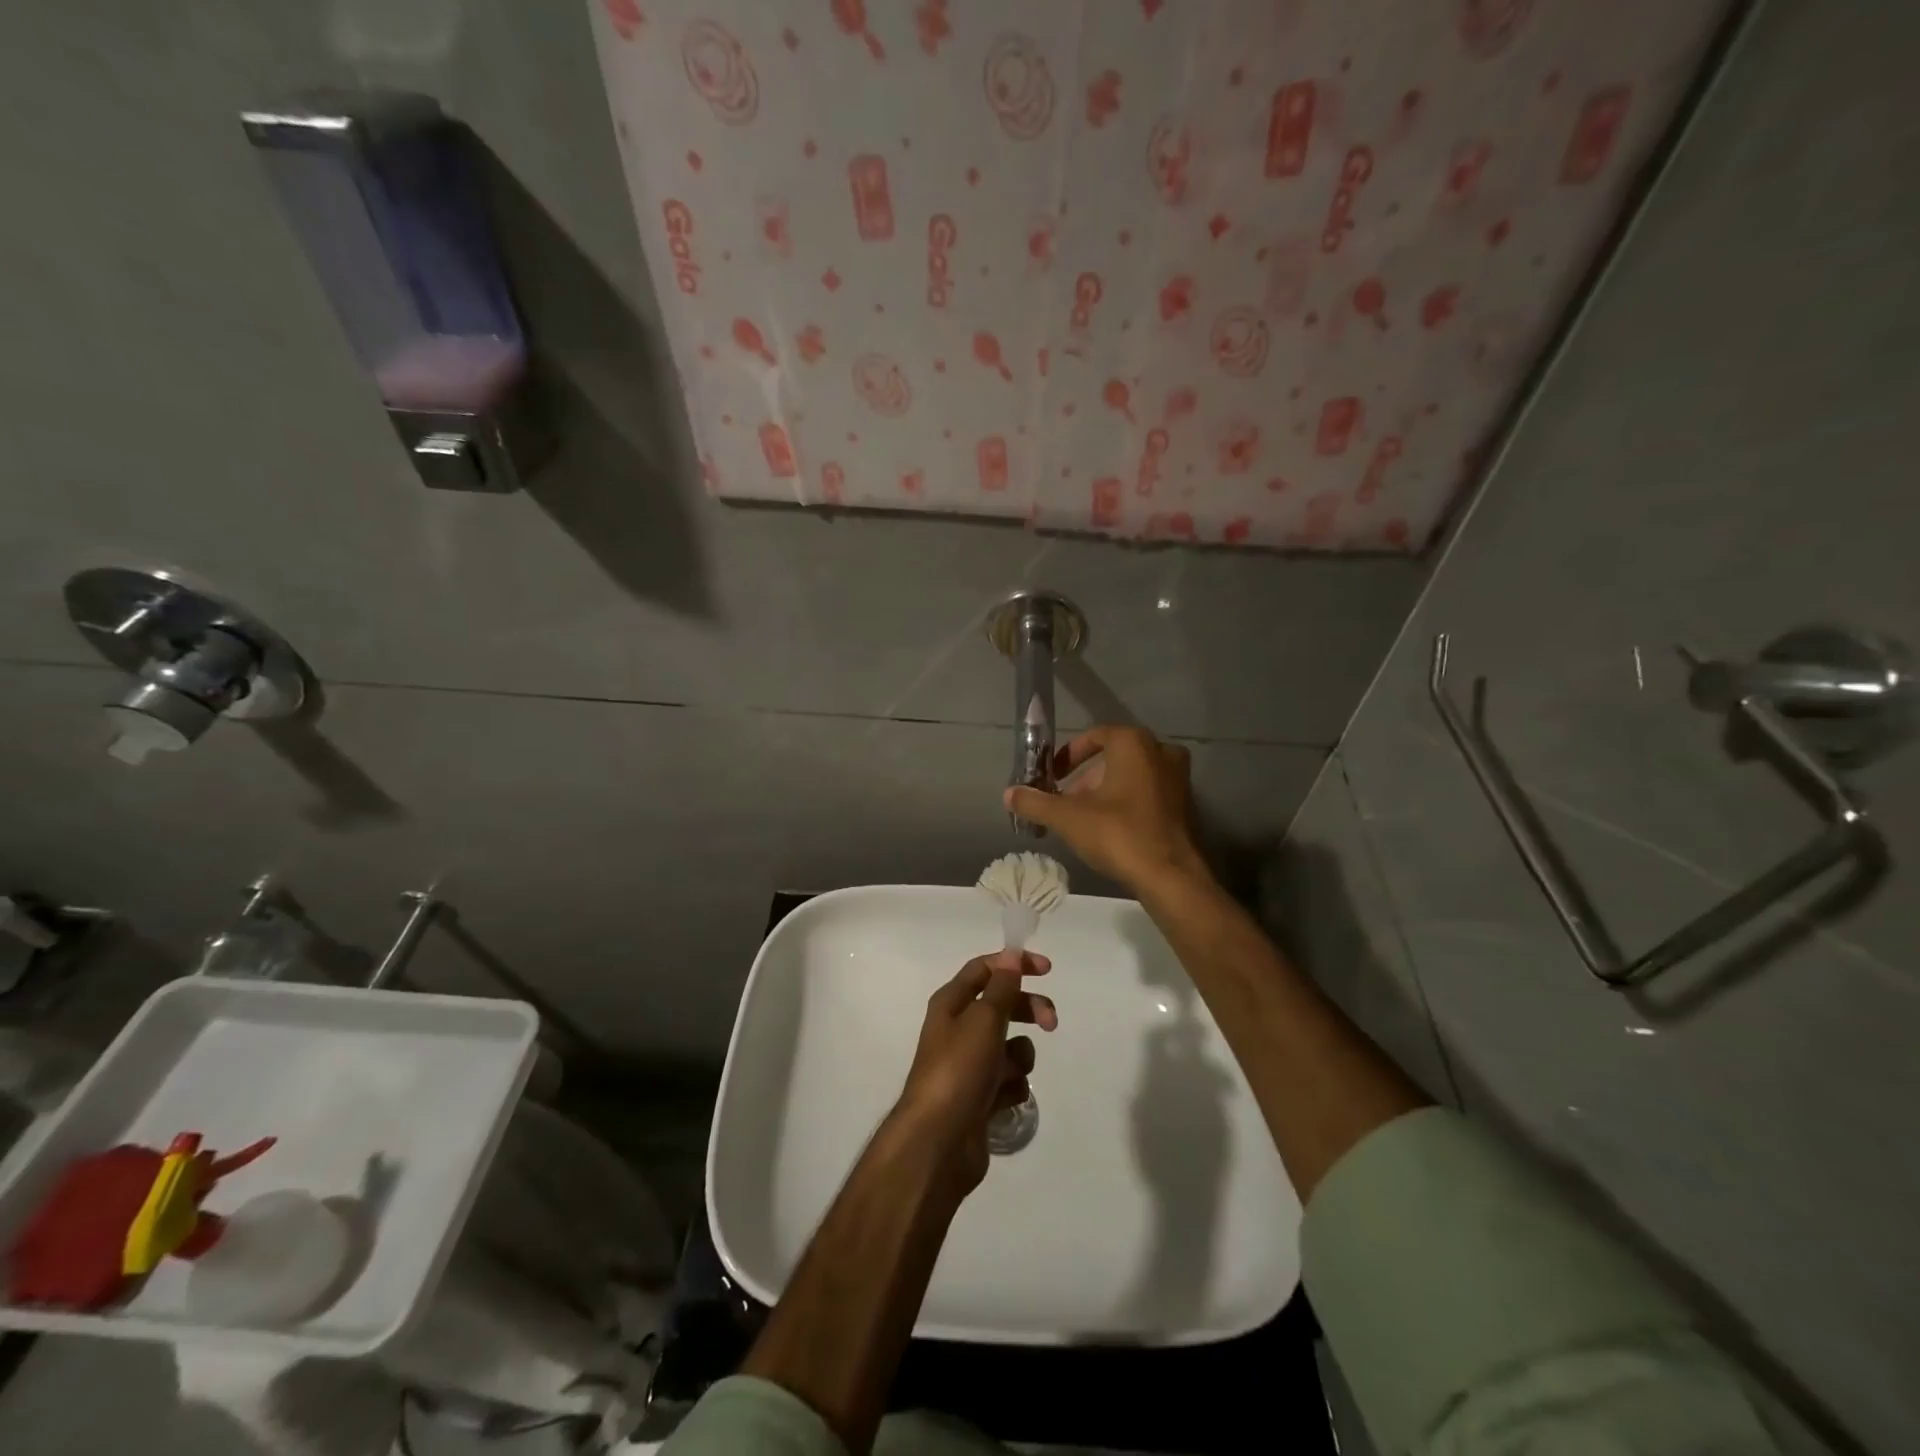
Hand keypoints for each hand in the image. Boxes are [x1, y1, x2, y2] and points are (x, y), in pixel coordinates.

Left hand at [893, 950, 1056, 1194]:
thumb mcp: (983, 1020)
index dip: (1014, 964)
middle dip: (1028, 1010)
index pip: (984, 969)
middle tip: (1051, 1023)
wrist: (939, 1142)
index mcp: (951, 1004)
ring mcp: (970, 1065)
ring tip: (1010, 1074)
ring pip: (1010, 1047)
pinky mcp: (981, 1097)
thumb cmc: (959, 1070)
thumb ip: (1001, 987)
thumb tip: (1010, 955)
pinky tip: (1003, 1099)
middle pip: (1002, 1006)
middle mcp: (959, 1029)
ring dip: (1019, 1056)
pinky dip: (1012, 1087)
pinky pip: (1009, 1081)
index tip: (1047, 970)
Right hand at [1003, 726, 1207, 894]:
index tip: (1053, 775)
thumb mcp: (1068, 818)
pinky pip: (1150, 793)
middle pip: (1114, 756)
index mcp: (1134, 743)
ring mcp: (1179, 778)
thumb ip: (1036, 802)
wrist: (1171, 876)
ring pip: (1133, 775)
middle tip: (1067, 800)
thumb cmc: (1118, 834)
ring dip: (1107, 790)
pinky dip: (1129, 802)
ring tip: (1085, 818)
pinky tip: (1113, 829)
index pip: (1095, 736)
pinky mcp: (1187, 805)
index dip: (1069, 754)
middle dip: (1086, 776)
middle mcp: (1161, 752)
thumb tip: (1008, 794)